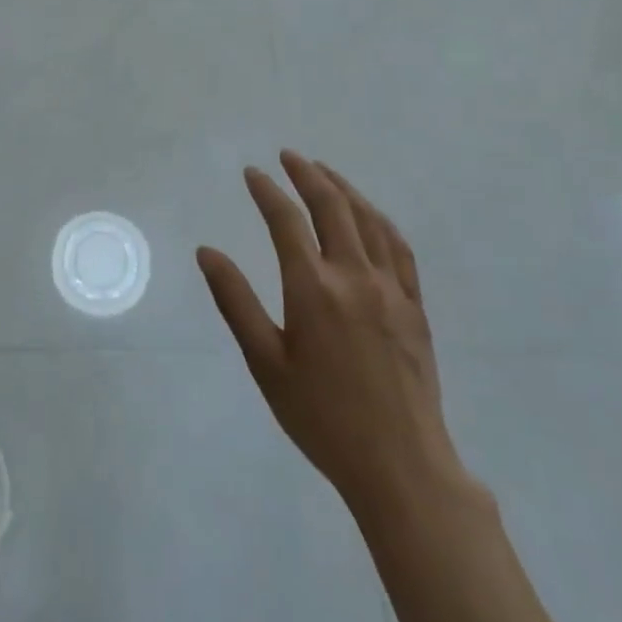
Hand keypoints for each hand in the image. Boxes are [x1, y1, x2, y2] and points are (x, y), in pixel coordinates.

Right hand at [197, 152, 467, 509]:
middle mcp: (354, 275)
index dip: (266, 191)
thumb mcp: (265, 362)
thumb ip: (235, 301)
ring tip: (324, 170)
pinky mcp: (414, 305)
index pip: (285, 220)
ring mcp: (391, 288)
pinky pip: (398, 247)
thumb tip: (206, 252)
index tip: (251, 172)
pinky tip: (369, 214)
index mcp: (313, 288)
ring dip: (344, 188)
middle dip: (307, 174)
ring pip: (368, 219)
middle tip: (288, 156)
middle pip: (331, 206)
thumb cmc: (321, 417)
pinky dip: (379, 219)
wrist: (400, 465)